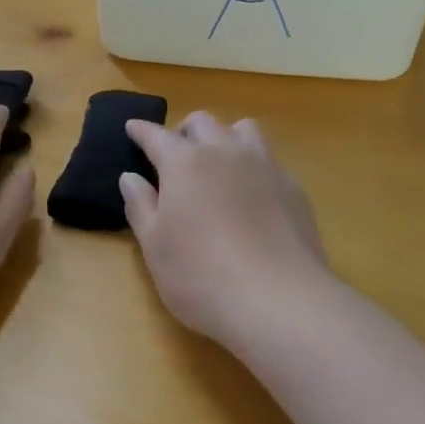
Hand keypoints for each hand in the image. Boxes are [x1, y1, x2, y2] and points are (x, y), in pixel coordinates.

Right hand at [119, 112, 332, 347]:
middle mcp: (224, 152)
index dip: (141, 130)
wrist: (279, 301)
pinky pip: (270, 159)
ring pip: (243, 129)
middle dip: (184, 131)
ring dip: (224, 137)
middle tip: (175, 155)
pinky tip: (252, 194)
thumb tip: (130, 177)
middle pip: (202, 122)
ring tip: (219, 163)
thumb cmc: (200, 275)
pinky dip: (254, 166)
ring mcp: (264, 166)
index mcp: (184, 163)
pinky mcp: (293, 187)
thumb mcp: (154, 246)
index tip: (132, 127)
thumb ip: (140, 205)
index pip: (156, 135)